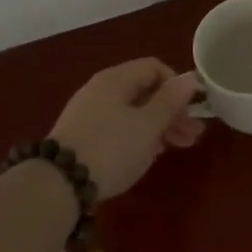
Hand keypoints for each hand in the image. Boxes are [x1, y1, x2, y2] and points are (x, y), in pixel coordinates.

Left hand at [48, 58, 203, 199]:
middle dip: (173, 111)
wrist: (58, 184)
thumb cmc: (111, 148)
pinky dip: (139, 137)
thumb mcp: (148, 125)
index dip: (177, 84)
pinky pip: (119, 128)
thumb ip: (171, 101)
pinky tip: (150, 154)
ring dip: (160, 126)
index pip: (154, 67)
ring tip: (178, 147)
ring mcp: (89, 114)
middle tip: (194, 134)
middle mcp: (101, 90)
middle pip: (145, 91)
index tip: (191, 109)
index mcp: (116, 80)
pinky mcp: (83, 137)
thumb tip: (190, 78)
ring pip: (133, 112)